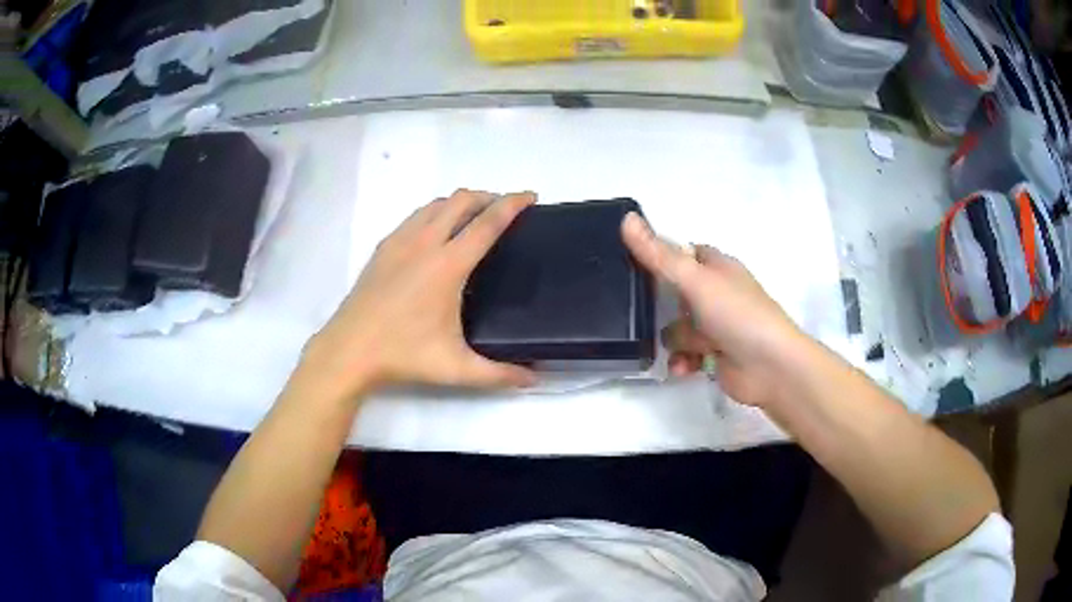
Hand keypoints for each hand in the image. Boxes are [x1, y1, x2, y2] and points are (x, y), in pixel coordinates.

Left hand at [301, 190, 536, 400]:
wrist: (349, 350)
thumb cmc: (403, 355)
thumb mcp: (456, 368)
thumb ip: (499, 374)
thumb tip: (534, 379)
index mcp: (448, 265)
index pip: (488, 223)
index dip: (512, 204)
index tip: (530, 196)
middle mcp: (425, 243)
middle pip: (461, 201)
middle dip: (488, 197)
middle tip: (504, 210)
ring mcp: (400, 242)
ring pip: (436, 204)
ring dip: (460, 203)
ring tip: (474, 218)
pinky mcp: (383, 248)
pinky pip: (415, 216)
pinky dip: (435, 213)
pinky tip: (436, 233)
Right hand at [621, 213, 807, 407]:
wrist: (770, 366)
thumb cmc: (737, 314)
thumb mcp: (695, 279)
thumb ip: (659, 254)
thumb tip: (626, 218)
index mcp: (717, 268)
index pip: (683, 253)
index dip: (661, 256)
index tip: (633, 262)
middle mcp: (716, 294)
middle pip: (676, 293)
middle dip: (662, 306)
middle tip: (642, 312)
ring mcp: (716, 327)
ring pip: (678, 329)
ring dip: (677, 341)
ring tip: (685, 348)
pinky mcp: (715, 356)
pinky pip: (686, 355)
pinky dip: (683, 362)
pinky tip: (685, 368)